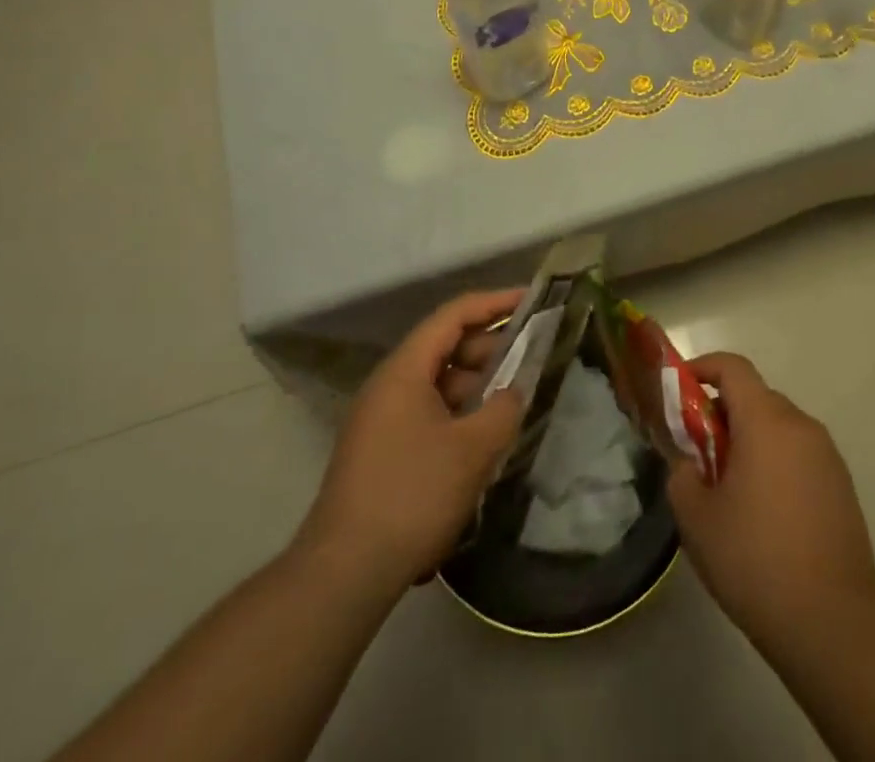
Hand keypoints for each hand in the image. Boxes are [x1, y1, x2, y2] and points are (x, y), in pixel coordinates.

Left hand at [295, 290, 524, 592]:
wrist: (344, 573)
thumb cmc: (412, 495)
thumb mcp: (472, 450)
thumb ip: (504, 410)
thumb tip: (514, 391)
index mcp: (404, 370)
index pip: (454, 315)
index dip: (494, 303)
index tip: (530, 301)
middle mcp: (388, 385)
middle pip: (444, 347)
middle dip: (488, 349)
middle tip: (529, 360)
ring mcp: (380, 419)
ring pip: (436, 383)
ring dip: (474, 386)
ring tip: (510, 404)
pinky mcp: (380, 451)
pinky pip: (426, 413)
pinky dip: (457, 414)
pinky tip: (481, 441)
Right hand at [666, 352, 874, 645]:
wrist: (833, 623)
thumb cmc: (756, 560)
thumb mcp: (697, 519)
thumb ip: (682, 474)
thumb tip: (689, 462)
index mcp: (766, 421)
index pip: (732, 367)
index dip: (702, 367)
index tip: (679, 390)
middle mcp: (801, 425)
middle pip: (755, 397)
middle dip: (722, 413)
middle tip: (698, 452)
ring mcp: (827, 455)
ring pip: (778, 427)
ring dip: (750, 440)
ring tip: (729, 488)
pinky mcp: (842, 485)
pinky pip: (799, 454)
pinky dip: (775, 463)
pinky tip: (765, 513)